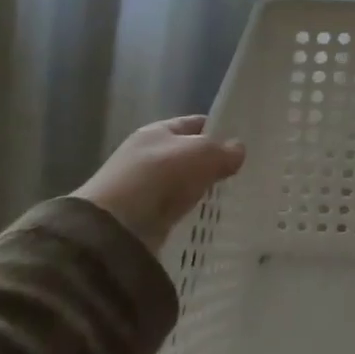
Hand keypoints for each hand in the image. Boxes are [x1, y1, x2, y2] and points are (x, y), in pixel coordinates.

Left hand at [75, 115, 245, 250]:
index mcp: (157, 132)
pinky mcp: (140, 219)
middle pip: (187, 154)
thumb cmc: (158, 177)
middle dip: (210, 163)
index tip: (242, 142)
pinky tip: (204, 217)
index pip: (194, 123)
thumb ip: (224, 150)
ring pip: (180, 183)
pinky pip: (172, 210)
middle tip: (238, 172)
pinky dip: (186, 212)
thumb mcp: (201, 153)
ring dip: (198, 189)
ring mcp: (141, 189)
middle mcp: (146, 156)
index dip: (218, 129)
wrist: (112, 230)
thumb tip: (238, 151)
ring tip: (226, 195)